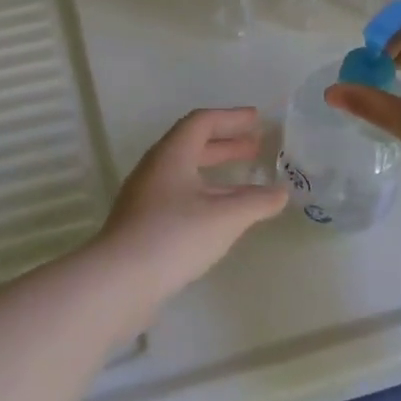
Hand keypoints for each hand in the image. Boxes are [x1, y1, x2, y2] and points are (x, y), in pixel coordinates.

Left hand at [99, 108, 287, 306]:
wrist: (119, 281)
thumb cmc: (175, 236)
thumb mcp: (225, 217)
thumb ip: (257, 202)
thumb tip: (282, 193)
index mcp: (171, 155)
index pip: (202, 122)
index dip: (231, 118)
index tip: (257, 120)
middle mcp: (155, 170)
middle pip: (192, 146)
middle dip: (226, 145)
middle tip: (255, 148)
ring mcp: (145, 198)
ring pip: (186, 175)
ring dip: (217, 174)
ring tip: (248, 186)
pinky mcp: (143, 224)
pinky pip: (180, 198)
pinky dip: (206, 197)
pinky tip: (221, 217)